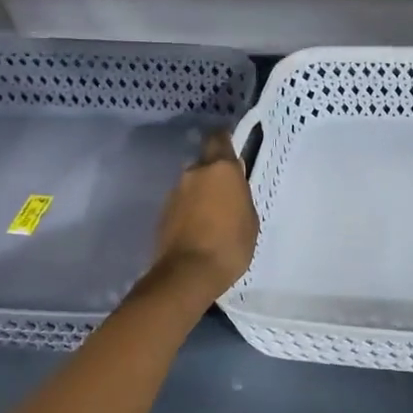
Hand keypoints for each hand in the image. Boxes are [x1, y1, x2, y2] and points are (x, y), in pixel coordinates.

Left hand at [148, 130, 258, 306]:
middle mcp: (194, 173)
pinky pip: (181, 204)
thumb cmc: (230, 244)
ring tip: (213, 217)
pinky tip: (199, 229)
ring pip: (191, 184)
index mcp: (221, 169)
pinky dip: (190, 210)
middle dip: (214, 173)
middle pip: (204, 163)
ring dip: (201, 193)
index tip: (232, 149)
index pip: (218, 138)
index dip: (224, 140)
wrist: (188, 273)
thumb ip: (239, 196)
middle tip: (227, 194)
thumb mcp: (249, 219)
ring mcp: (174, 192)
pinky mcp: (162, 213)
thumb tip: (230, 189)